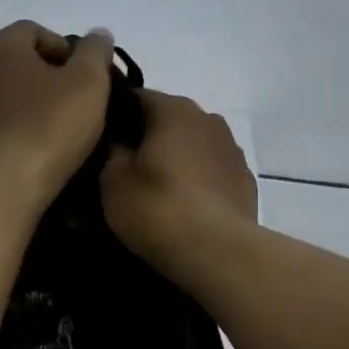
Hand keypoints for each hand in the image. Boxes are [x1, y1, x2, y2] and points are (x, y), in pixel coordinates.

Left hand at [0, 21, 115, 213]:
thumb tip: (98, 34)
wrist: (3, 189)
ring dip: (31, 103)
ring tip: (59, 127)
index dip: (66, 48)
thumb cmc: (48, 127)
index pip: (34, 30)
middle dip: (48, 75)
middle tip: (77, 100)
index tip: (87, 76)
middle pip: (17, 61)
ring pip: (6, 93)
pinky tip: (38, 147)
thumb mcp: (89, 83)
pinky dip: (17, 127)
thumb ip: (95, 52)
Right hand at [101, 89, 257, 269]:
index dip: (117, 115)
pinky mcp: (246, 182)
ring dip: (178, 159)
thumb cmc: (157, 207)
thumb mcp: (113, 181)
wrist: (216, 251)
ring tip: (159, 189)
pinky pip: (213, 172)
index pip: (137, 97)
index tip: (102, 138)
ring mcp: (233, 150)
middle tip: (127, 166)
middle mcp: (209, 119)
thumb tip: (120, 144)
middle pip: (170, 120)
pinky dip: (199, 182)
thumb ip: (113, 153)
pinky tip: (186, 206)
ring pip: (195, 146)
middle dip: (149, 138)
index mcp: (174, 109)